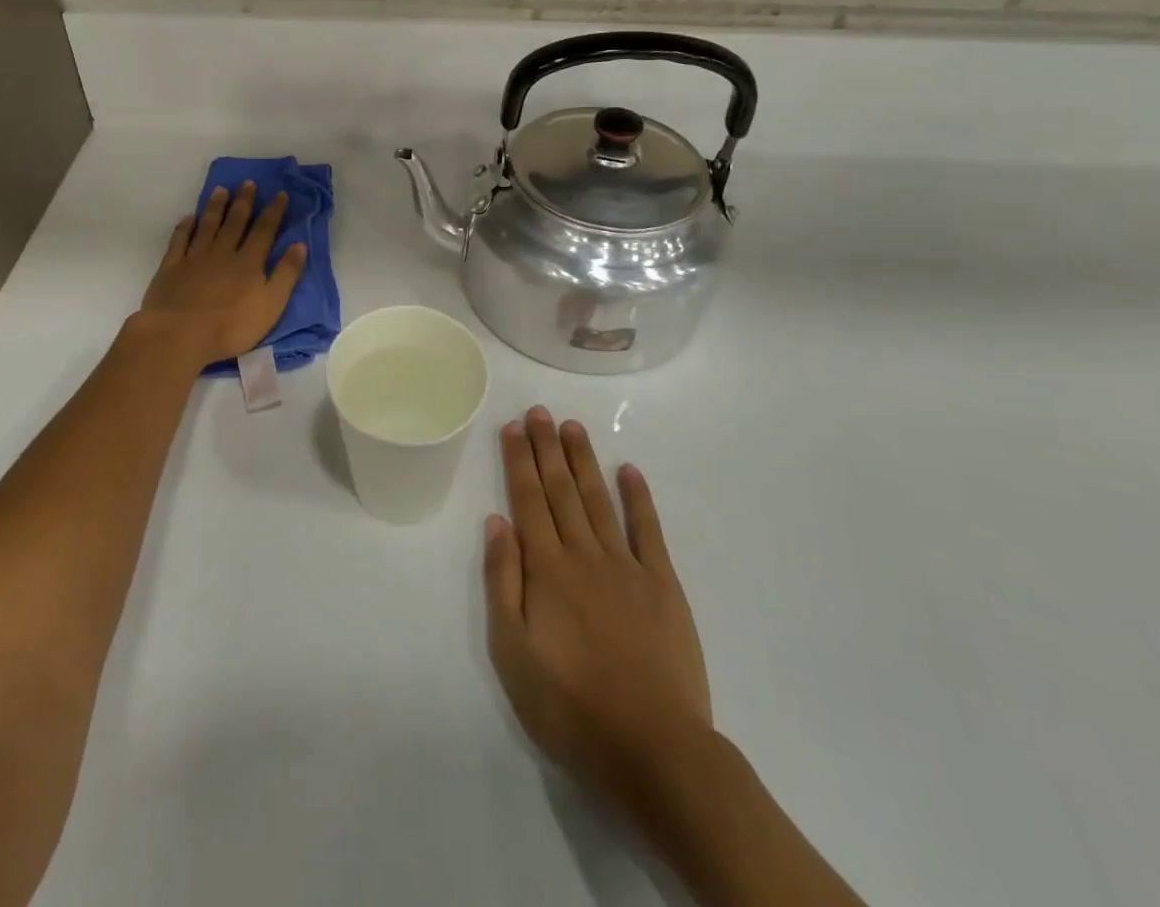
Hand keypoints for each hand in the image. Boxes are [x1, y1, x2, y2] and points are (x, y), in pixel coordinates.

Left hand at [135, 181, 307, 367]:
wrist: (180, 334)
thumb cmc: (231, 326)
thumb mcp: (271, 305)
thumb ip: (286, 274)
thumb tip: (300, 245)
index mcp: (249, 262)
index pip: (264, 231)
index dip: (273, 211)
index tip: (280, 194)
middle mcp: (223, 253)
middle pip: (235, 222)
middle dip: (244, 202)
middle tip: (248, 183)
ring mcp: (195, 258)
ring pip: (208, 226)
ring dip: (216, 207)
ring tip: (221, 190)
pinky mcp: (171, 267)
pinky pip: (179, 241)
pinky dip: (185, 227)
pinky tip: (189, 218)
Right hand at [484, 407, 716, 816]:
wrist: (653, 748)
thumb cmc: (571, 707)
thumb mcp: (513, 654)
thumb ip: (502, 583)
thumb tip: (496, 523)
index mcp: (546, 570)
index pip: (528, 500)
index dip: (519, 461)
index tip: (513, 426)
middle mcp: (584, 554)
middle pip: (561, 490)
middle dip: (547, 448)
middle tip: (540, 411)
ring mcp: (627, 566)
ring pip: (599, 500)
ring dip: (584, 461)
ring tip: (573, 427)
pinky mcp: (663, 584)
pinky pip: (648, 530)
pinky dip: (638, 497)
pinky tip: (629, 470)